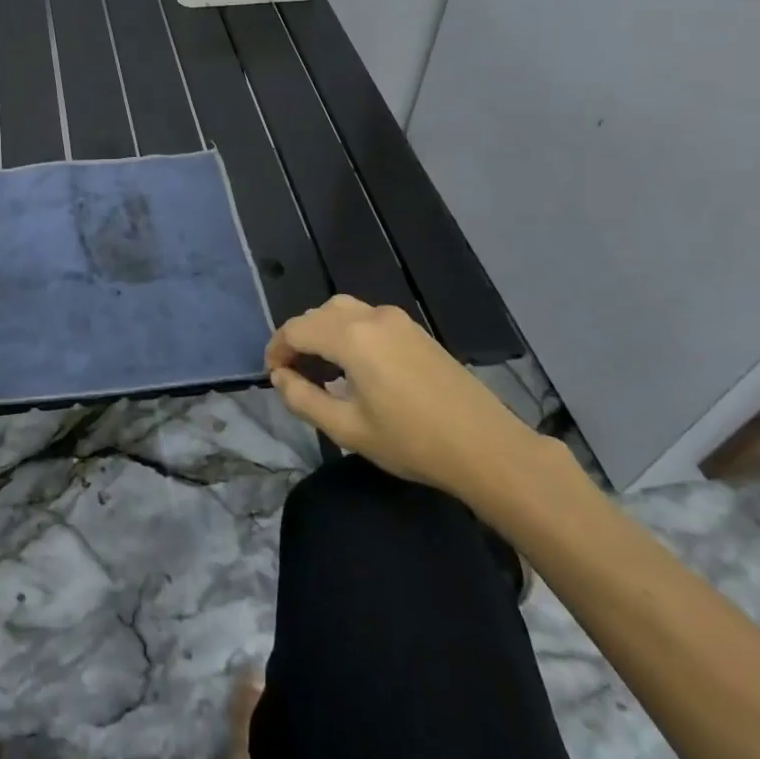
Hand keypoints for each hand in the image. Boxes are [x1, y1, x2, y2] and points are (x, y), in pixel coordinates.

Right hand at [265, 296, 539, 496]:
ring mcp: (397, 320)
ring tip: (320, 367)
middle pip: (318, 315)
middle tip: (292, 374)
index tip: (273, 376)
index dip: (276, 349)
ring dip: (322, 332)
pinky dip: (347, 332)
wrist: (487, 447)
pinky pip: (367, 319)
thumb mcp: (347, 429)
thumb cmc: (412, 441)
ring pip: (343, 311)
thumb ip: (303, 399)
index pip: (296, 329)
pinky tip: (354, 366)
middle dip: (297, 339)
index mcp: (351, 337)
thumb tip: (280, 377)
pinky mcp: (416, 331)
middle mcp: (371, 317)